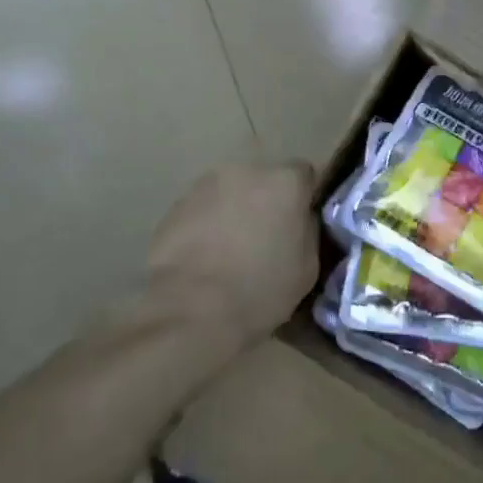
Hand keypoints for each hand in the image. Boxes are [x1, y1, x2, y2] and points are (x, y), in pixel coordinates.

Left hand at [143, 161, 318, 350]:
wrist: (190, 310)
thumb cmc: (260, 290)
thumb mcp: (307, 267)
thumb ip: (307, 231)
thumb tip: (300, 221)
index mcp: (285, 182)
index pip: (305, 174)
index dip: (304, 198)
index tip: (299, 223)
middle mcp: (247, 171)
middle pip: (264, 180)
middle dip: (267, 202)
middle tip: (265, 238)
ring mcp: (206, 185)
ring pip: (230, 192)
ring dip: (234, 211)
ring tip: (230, 251)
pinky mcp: (175, 205)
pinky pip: (202, 209)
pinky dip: (206, 225)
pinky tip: (203, 257)